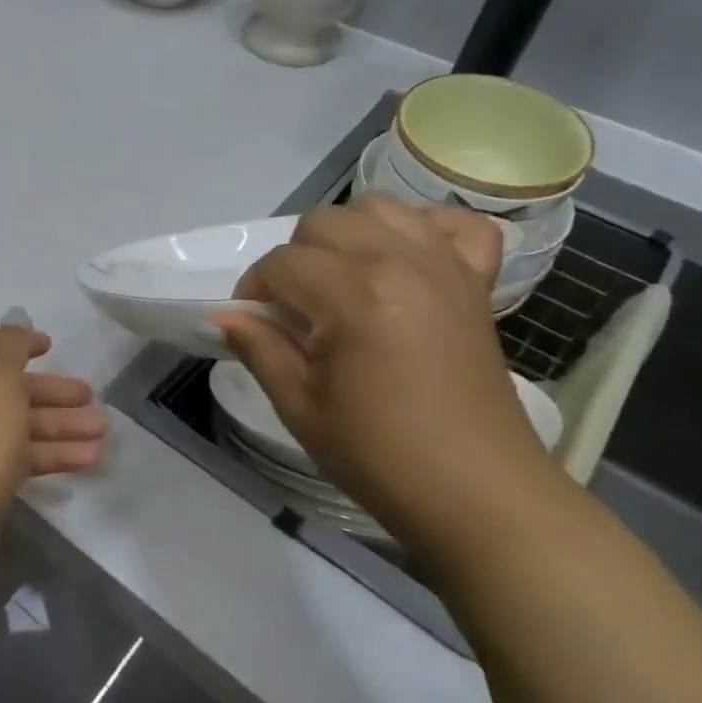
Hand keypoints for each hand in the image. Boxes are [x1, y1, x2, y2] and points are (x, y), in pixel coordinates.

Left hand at [0, 325, 107, 547]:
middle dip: (54, 392)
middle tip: (93, 397)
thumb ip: (11, 345)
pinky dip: (55, 455)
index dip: (19, 341)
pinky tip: (90, 460)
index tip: (51, 346)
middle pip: (12, 387)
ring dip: (64, 426)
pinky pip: (24, 456)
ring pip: (23, 424)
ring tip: (104, 432)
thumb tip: (15, 321)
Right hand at [215, 195, 551, 550]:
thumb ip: (258, 347)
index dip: (255, 290)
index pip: (281, 262)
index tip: (254, 325)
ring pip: (379, 207)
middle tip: (295, 311)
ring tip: (342, 282)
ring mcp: (446, 266)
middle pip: (323, 222)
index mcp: (354, 295)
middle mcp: (401, 261)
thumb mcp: (300, 406)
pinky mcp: (477, 282)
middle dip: (295, 260)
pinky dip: (425, 231)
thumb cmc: (379, 456)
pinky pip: (454, 224)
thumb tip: (223, 315)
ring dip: (348, 235)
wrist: (478, 494)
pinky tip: (405, 263)